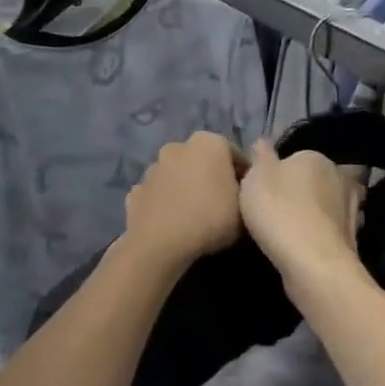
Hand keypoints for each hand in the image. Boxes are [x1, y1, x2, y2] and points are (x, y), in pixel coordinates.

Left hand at [123, 132, 244, 269]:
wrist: (160, 242)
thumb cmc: (210, 218)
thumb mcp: (245, 208)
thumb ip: (244, 193)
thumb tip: (236, 190)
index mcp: (208, 143)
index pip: (234, 155)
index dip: (244, 176)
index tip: (249, 196)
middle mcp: (177, 147)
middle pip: (201, 161)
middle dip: (210, 177)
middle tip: (221, 204)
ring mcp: (152, 169)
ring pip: (176, 176)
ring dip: (184, 188)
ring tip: (195, 215)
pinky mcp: (135, 190)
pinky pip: (157, 194)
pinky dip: (164, 203)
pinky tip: (171, 222)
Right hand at [239, 141, 364, 292]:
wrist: (311, 261)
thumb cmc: (278, 210)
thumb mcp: (255, 177)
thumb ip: (260, 157)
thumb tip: (263, 141)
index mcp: (315, 158)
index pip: (299, 158)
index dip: (285, 171)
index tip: (271, 188)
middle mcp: (340, 177)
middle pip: (323, 178)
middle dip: (312, 188)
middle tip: (288, 204)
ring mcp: (353, 209)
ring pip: (336, 203)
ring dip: (325, 211)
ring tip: (303, 225)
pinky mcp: (354, 238)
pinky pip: (337, 229)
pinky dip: (328, 233)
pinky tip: (312, 243)